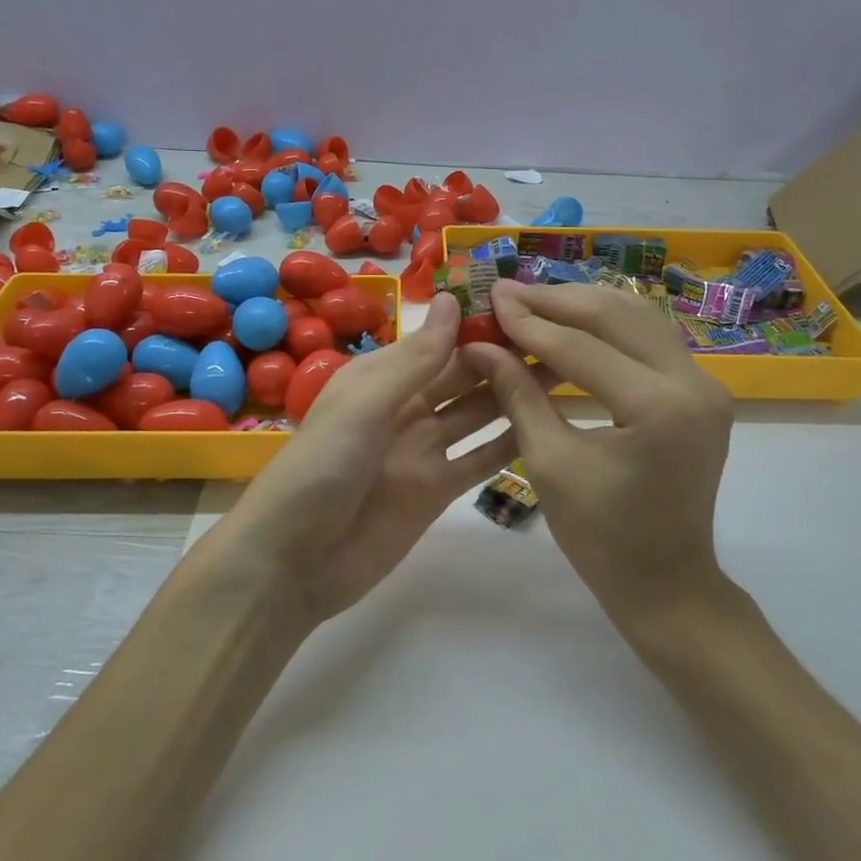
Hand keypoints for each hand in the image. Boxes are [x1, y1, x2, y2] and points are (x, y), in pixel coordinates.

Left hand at [211, 294, 540, 626]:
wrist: (293, 561)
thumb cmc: (321, 467)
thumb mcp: (364, 403)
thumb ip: (415, 359)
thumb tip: (453, 300)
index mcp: (381, 378)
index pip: (437, 341)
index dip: (476, 324)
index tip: (525, 305)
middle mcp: (405, 407)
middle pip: (463, 376)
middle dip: (504, 357)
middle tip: (561, 337)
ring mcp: (423, 450)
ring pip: (478, 414)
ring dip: (515, 394)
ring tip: (567, 371)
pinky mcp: (437, 491)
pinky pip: (479, 460)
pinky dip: (509, 444)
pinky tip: (547, 425)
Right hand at [458, 280, 734, 618]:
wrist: (666, 582)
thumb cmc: (601, 537)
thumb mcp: (549, 462)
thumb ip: (517, 393)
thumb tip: (480, 345)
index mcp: (659, 408)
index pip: (581, 347)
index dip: (530, 322)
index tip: (490, 299)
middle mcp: (694, 383)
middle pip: (616, 316)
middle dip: (556, 301)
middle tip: (507, 292)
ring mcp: (706, 384)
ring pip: (638, 317)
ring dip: (583, 305)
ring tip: (534, 302)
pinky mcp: (702, 390)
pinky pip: (650, 340)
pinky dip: (608, 326)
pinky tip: (571, 324)